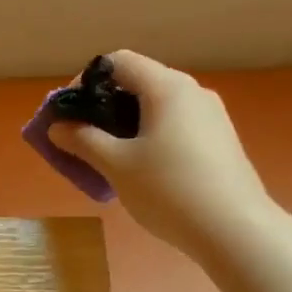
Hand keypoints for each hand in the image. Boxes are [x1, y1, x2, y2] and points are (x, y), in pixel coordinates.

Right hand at [48, 50, 273, 257]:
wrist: (234, 229)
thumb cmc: (168, 189)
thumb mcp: (116, 165)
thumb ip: (83, 141)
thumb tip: (58, 127)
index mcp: (167, 88)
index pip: (118, 62)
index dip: (85, 82)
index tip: (68, 114)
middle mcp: (192, 92)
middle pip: (137, 84)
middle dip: (102, 108)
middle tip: (80, 140)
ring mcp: (210, 116)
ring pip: (156, 108)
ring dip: (124, 126)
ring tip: (107, 160)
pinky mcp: (218, 141)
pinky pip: (174, 127)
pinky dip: (148, 138)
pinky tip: (141, 172)